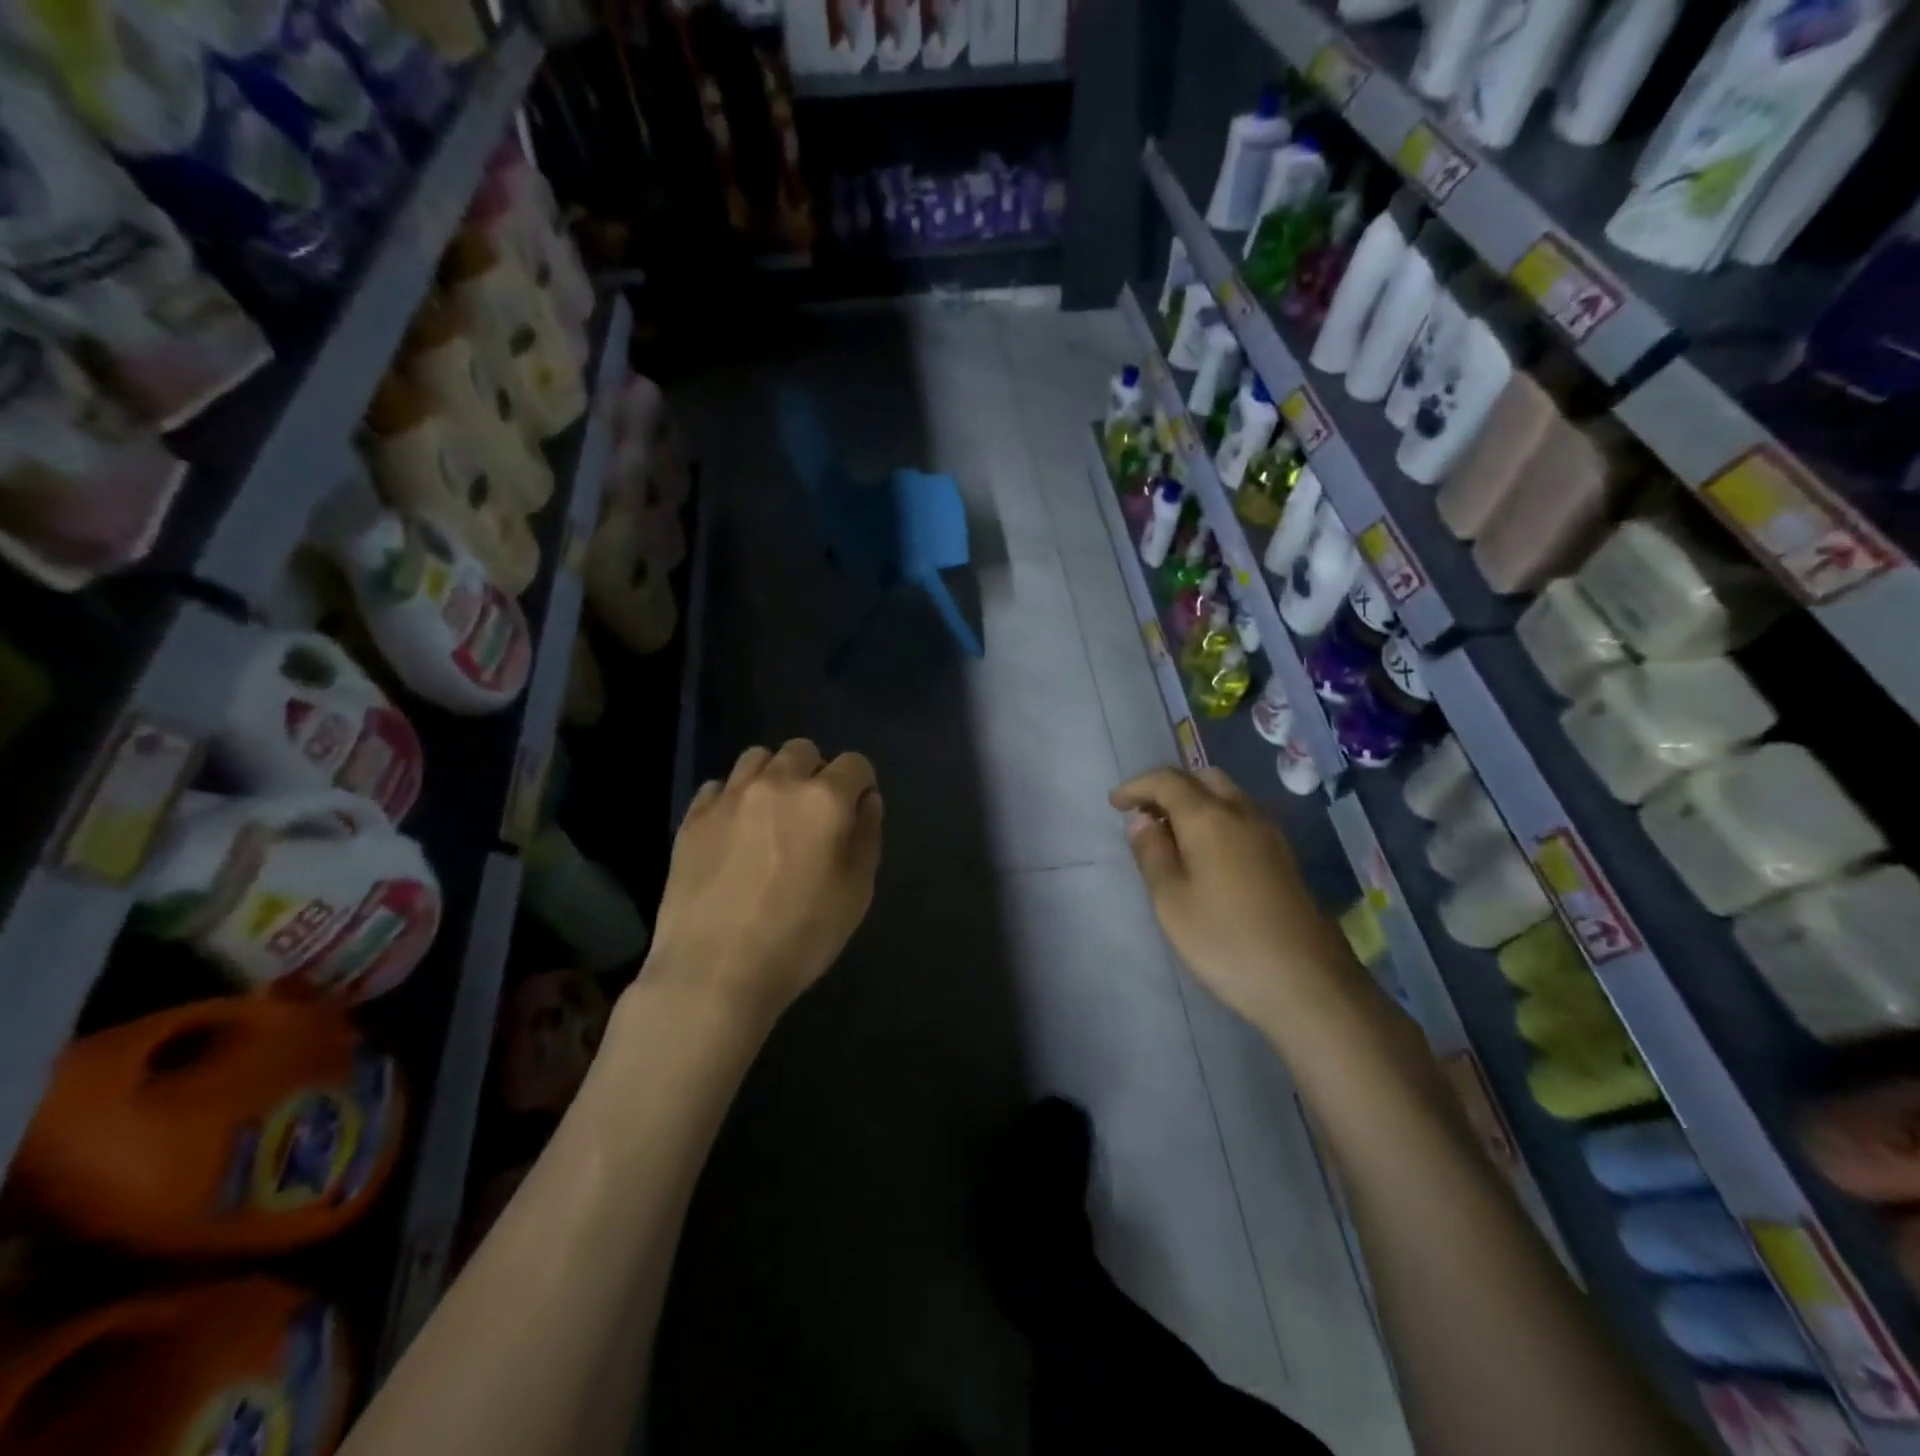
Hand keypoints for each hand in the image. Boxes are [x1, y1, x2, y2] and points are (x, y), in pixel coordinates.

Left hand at [643, 740, 882, 1024]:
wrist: (714, 971)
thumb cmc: (800, 937)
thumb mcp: (856, 893)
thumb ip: (867, 836)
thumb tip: (865, 801)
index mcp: (824, 799)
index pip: (855, 764)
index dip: (861, 785)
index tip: (856, 813)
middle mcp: (777, 783)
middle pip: (803, 750)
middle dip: (816, 773)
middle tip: (813, 815)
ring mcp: (730, 797)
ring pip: (758, 758)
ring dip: (773, 776)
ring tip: (772, 815)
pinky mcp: (693, 817)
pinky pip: (720, 786)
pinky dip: (734, 798)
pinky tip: (735, 832)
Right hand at [1111, 766, 1353, 1028]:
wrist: (1308, 984)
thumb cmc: (1226, 942)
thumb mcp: (1172, 902)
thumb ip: (1152, 854)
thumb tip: (1142, 821)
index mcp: (1210, 819)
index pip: (1168, 780)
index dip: (1137, 786)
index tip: (1114, 804)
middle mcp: (1243, 814)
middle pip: (1203, 778)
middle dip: (1169, 787)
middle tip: (1144, 816)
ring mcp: (1270, 835)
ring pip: (1227, 796)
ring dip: (1195, 802)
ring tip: (1170, 837)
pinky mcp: (1284, 858)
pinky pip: (1242, 818)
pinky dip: (1216, 819)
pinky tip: (1204, 856)